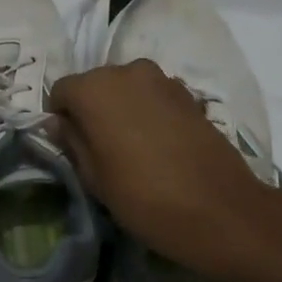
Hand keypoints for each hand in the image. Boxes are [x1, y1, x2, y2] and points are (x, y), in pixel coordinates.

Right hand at [50, 59, 281, 281]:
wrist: (221, 210)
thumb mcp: (94, 178)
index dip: (60, 118)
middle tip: (100, 149)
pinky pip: (153, 96)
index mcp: (95, 89)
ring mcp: (162, 79)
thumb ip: (72, 142)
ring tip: (132, 148)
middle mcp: (127, 71)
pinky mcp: (188, 94)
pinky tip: (159, 145)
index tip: (70, 147)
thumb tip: (60, 124)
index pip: (61, 91)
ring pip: (126, 89)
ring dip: (122, 110)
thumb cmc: (145, 198)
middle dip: (92, 110)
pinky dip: (149, 112)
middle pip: (95, 84)